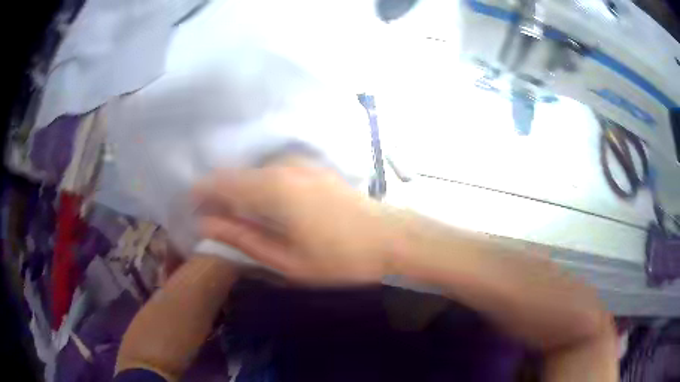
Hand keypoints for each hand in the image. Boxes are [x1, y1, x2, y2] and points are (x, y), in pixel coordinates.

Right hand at [192, 158, 391, 284]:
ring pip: (254, 173)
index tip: (194, 211)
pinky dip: (260, 187)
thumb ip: (242, 239)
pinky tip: (268, 209)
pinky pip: (273, 172)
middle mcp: (282, 166)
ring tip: (241, 220)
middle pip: (236, 175)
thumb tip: (205, 224)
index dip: (202, 194)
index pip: (220, 181)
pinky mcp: (312, 167)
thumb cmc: (339, 258)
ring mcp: (300, 163)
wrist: (389, 237)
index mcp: (272, 189)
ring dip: (241, 192)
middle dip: (220, 195)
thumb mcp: (286, 260)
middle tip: (216, 222)